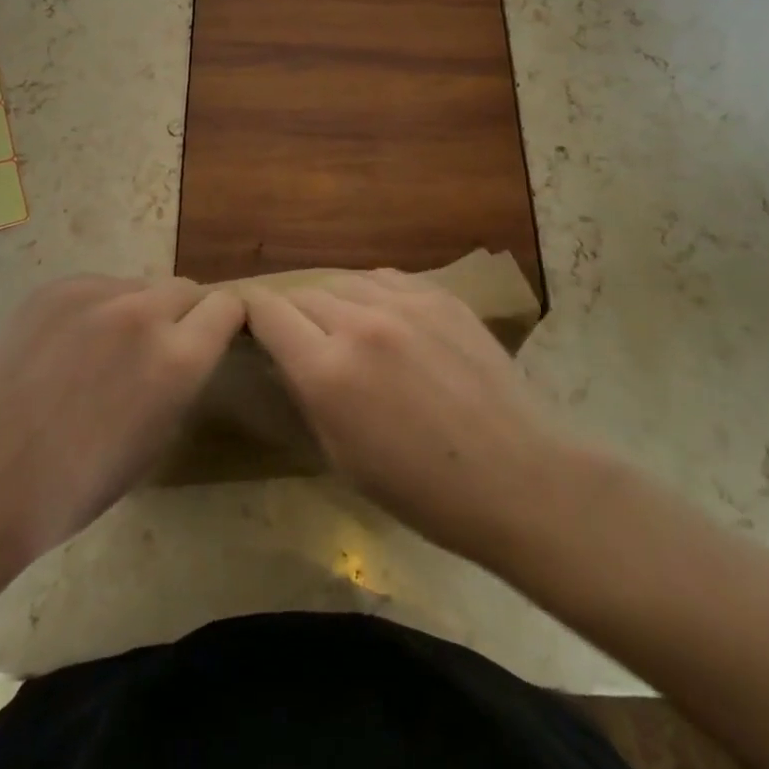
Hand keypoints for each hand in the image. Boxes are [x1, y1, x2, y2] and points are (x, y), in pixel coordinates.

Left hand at [0, 277, 244, 567]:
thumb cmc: (79, 483)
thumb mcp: (158, 437)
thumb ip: (182, 378)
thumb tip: (186, 347)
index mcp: (177, 358)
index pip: (228, 306)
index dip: (223, 323)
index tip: (211, 339)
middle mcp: (142, 312)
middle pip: (185, 288)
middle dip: (182, 315)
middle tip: (154, 351)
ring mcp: (93, 294)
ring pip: (138, 286)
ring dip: (137, 310)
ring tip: (103, 352)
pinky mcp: (54, 289)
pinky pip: (96, 287)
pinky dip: (96, 309)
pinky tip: (68, 347)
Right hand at [244, 270, 568, 570]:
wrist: (517, 476)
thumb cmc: (422, 490)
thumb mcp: (342, 456)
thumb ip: (307, 393)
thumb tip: (286, 355)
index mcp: (328, 371)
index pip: (267, 313)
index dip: (251, 315)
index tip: (251, 324)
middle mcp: (359, 323)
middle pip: (303, 294)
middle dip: (292, 313)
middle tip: (301, 338)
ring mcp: (404, 302)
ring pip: (343, 280)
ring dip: (333, 301)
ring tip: (343, 327)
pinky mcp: (439, 295)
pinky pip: (386, 278)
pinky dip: (372, 293)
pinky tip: (383, 317)